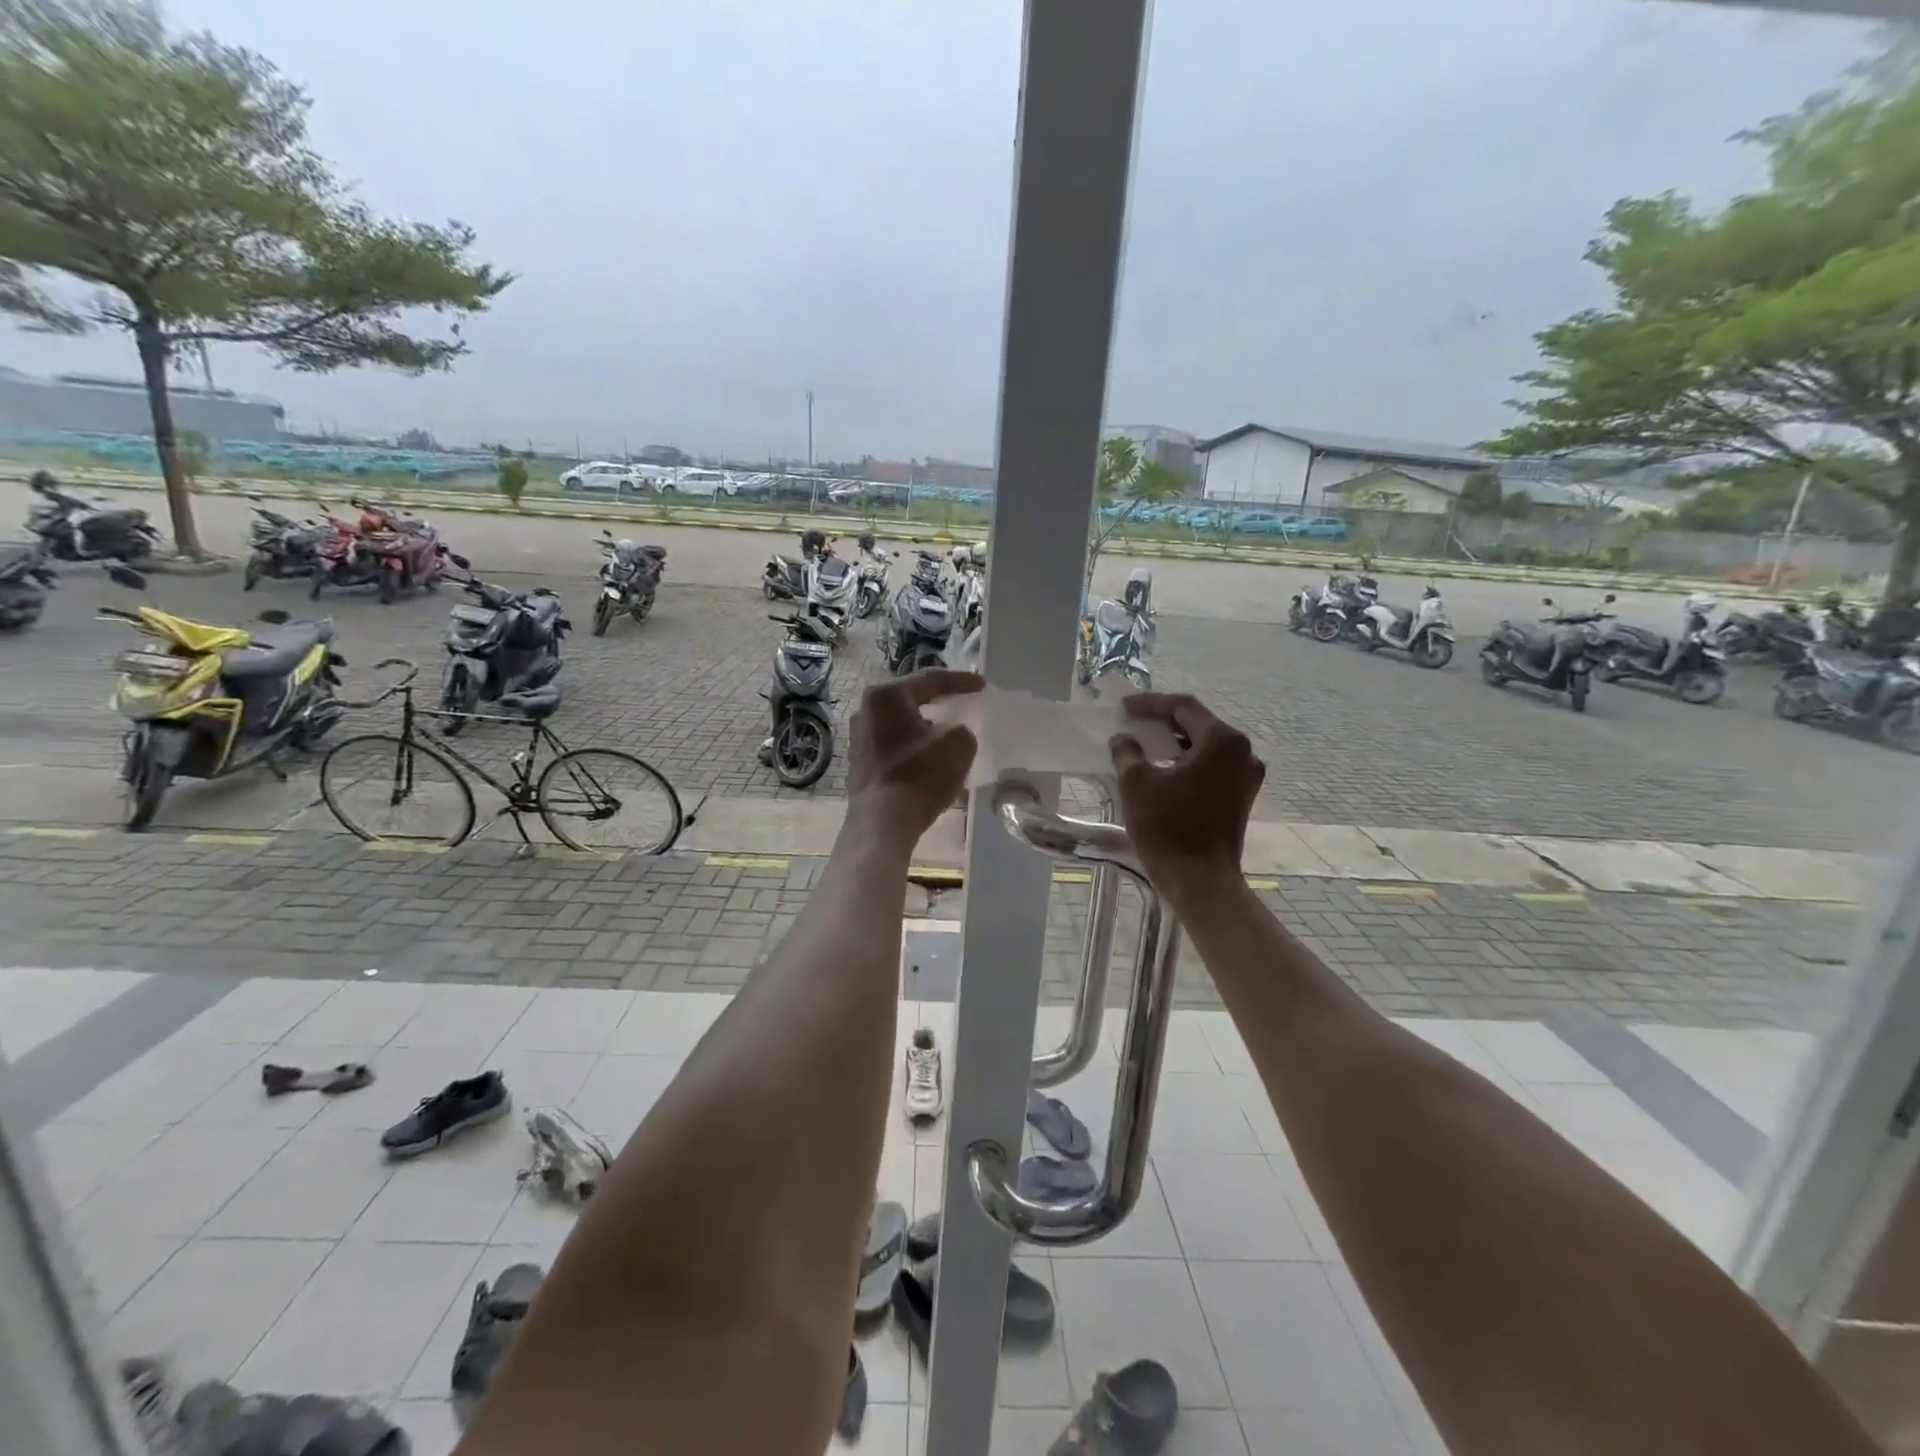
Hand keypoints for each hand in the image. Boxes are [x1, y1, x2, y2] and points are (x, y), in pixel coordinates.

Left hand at [846, 669, 982, 843]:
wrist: (883, 821)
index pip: (930, 680)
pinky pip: (893, 747)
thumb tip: (950, 735)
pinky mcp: (859, 765)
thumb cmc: (920, 774)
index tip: (982, 685)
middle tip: (960, 700)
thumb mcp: (958, 744)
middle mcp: (866, 711)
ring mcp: (859, 739)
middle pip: (910, 700)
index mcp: (886, 696)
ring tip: (946, 732)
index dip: (960, 681)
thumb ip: (961, 729)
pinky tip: (928, 759)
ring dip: (924, 727)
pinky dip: (913, 749)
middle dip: (937, 701)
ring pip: (900, 725)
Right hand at [1110, 693, 1263, 906]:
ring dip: (1175, 743)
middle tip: (1134, 723)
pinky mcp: (1241, 798)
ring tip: (1145, 745)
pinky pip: (1212, 767)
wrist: (1199, 880)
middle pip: (1198, 724)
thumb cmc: (1167, 827)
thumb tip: (1123, 739)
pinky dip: (1188, 762)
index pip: (1183, 707)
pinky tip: (1164, 770)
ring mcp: (1246, 777)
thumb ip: (1127, 752)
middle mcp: (1243, 752)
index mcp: (1222, 740)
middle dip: (1164, 722)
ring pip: (1206, 747)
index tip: (1124, 708)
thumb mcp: (1136, 783)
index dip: (1150, 703)